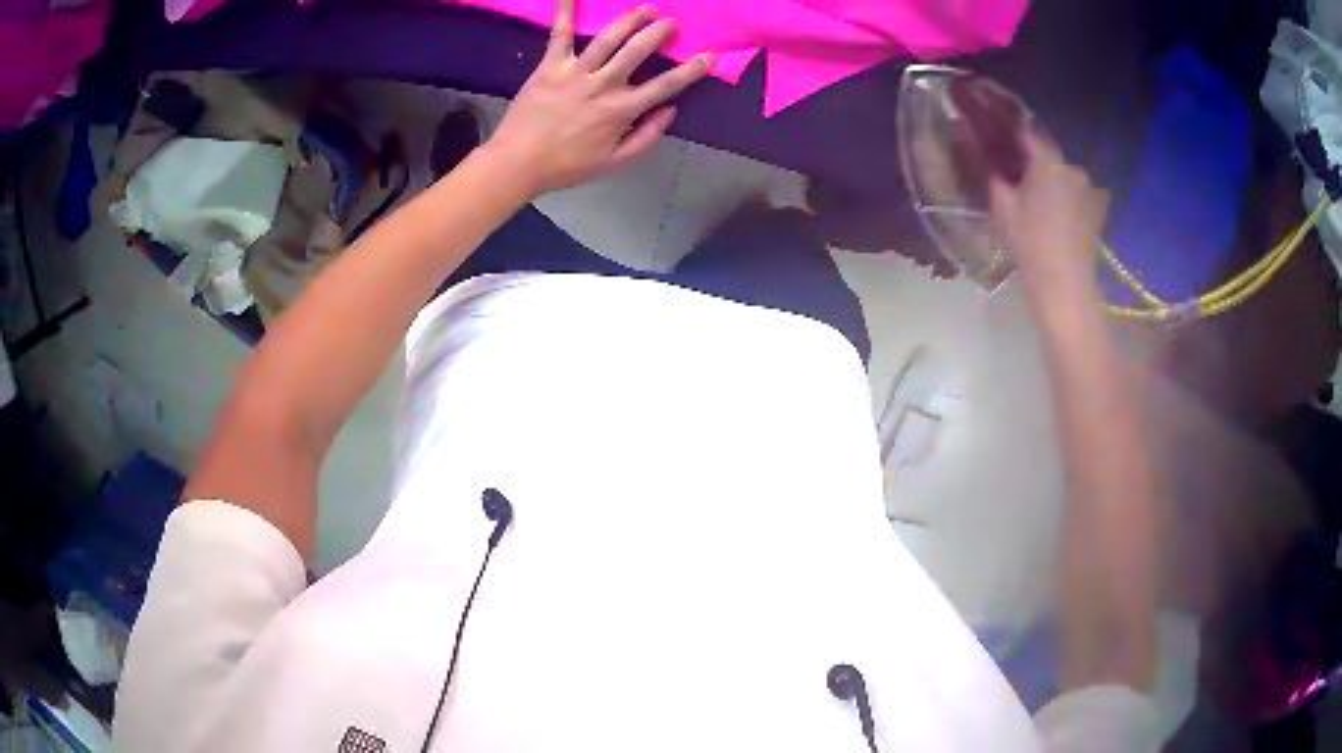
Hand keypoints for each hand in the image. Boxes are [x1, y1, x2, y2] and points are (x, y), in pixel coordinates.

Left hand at [485, 0, 713, 195]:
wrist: (517, 162)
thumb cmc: (567, 166)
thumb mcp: (614, 162)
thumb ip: (646, 136)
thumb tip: (670, 110)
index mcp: (621, 110)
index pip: (665, 85)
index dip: (691, 70)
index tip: (709, 56)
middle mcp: (603, 85)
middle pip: (637, 51)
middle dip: (658, 33)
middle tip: (669, 23)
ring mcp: (575, 72)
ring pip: (608, 38)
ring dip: (629, 19)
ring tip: (645, 9)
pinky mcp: (550, 66)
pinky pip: (560, 35)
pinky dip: (565, 13)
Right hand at [990, 131, 1109, 292]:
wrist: (1066, 286)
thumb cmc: (1030, 245)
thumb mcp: (1002, 208)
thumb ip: (995, 175)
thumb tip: (990, 158)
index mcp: (1048, 161)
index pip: (1026, 133)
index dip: (1011, 134)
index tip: (999, 138)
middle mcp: (1073, 167)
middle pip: (1049, 156)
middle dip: (1034, 162)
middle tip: (1019, 179)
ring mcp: (1090, 188)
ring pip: (1064, 175)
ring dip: (1053, 181)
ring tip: (1041, 202)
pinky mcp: (1100, 208)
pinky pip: (1079, 192)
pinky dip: (1069, 196)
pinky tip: (1060, 214)